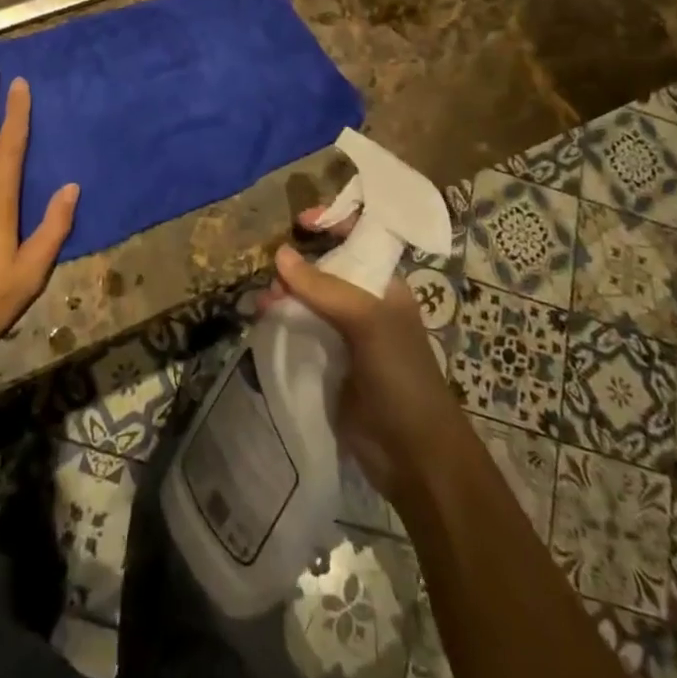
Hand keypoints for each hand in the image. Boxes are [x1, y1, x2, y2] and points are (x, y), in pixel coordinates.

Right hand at [263, 227, 464, 510]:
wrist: (414, 456)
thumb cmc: (401, 376)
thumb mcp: (367, 322)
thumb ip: (324, 287)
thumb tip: (279, 254)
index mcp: (384, 285)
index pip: (358, 239)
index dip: (333, 222)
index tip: (299, 221)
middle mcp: (364, 304)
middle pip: (325, 269)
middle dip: (296, 266)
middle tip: (272, 279)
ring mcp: (346, 335)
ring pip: (308, 301)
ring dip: (284, 296)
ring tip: (262, 305)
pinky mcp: (328, 364)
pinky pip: (301, 332)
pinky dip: (281, 323)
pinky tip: (263, 324)